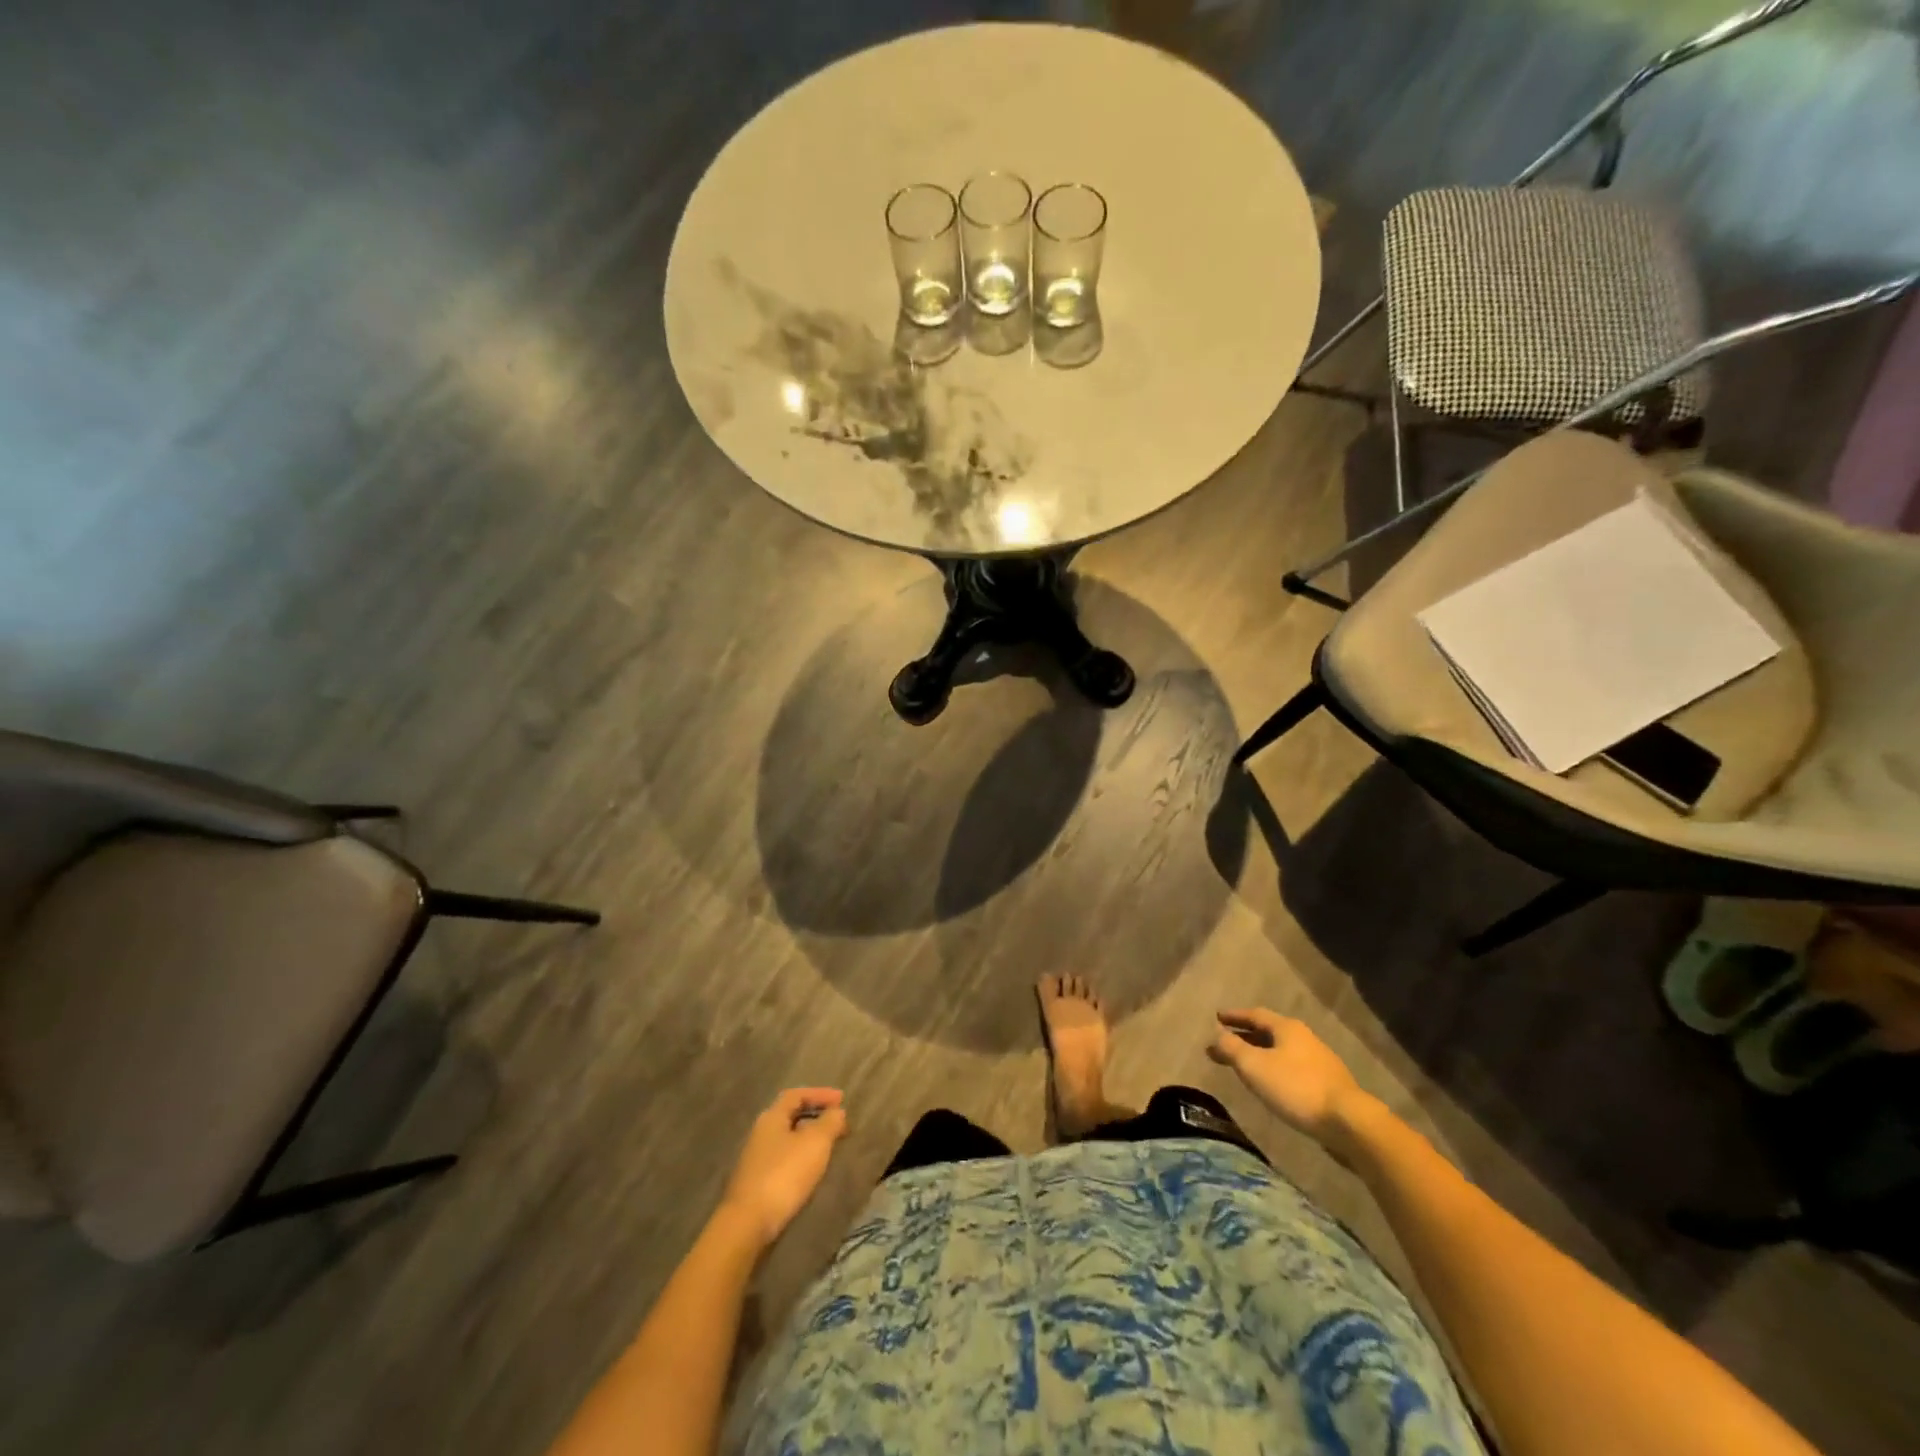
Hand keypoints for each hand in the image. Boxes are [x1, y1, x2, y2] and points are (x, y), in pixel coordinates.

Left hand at [718, 1088, 848, 1248]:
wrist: (747, 1224)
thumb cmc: (784, 1175)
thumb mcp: (815, 1143)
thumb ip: (829, 1122)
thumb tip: (837, 1111)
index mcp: (772, 1117)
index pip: (797, 1095)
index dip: (820, 1094)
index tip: (842, 1099)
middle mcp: (761, 1133)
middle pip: (791, 1116)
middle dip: (816, 1116)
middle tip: (839, 1124)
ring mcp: (756, 1159)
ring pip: (788, 1139)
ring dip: (809, 1138)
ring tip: (830, 1147)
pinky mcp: (756, 1182)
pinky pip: (784, 1159)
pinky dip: (801, 1157)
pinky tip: (811, 1170)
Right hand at [1208, 1009, 1367, 1147]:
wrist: (1348, 1122)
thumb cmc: (1296, 1088)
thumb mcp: (1254, 1066)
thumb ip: (1232, 1048)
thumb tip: (1217, 1035)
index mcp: (1287, 1028)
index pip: (1255, 1015)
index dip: (1235, 1016)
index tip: (1217, 1017)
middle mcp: (1304, 1038)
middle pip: (1268, 1032)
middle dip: (1244, 1038)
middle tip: (1223, 1045)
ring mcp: (1319, 1062)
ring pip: (1281, 1051)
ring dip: (1259, 1055)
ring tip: (1243, 1066)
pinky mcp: (1327, 1085)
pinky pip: (1292, 1069)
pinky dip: (1274, 1070)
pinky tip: (1270, 1084)